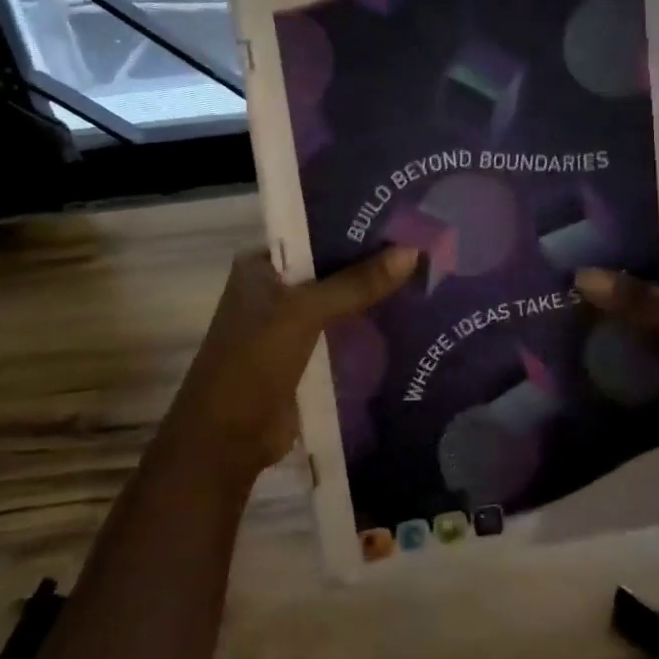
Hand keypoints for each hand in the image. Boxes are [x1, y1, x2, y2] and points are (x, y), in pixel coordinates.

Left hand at [154, 245, 417, 484]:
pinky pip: (345, 335)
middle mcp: (276, 290)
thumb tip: (412, 251)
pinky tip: (413, 320)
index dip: (355, 226)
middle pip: (332, 269)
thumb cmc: (253, 363)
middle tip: (428, 246)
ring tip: (431, 277)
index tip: (403, 217)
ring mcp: (292, 327)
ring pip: (342, 304)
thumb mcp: (304, 313)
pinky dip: (371, 330)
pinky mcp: (308, 358)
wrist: (228, 442)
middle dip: (373, 263)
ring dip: (375, 298)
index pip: (314, 233)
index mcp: (262, 267)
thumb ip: (356, 283)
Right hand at [574, 199, 658, 433]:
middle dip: (608, 248)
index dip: (619, 206)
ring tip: (563, 282)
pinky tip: (593, 317)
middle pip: (650, 241)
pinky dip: (631, 310)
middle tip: (555, 252)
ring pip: (650, 276)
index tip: (571, 212)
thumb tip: (580, 276)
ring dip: (617, 282)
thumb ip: (640, 297)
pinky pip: (656, 305)